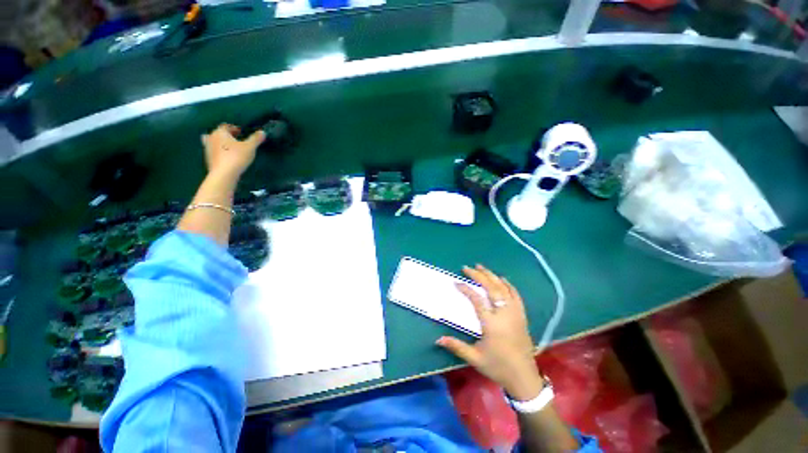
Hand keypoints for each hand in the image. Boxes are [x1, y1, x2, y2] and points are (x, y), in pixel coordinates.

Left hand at [201, 124, 265, 177]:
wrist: (224, 174)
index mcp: (220, 132)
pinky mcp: (208, 158)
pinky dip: (220, 152)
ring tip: (232, 149)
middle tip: (237, 140)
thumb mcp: (250, 147)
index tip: (242, 133)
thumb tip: (262, 132)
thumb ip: (255, 139)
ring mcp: (207, 148)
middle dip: (227, 136)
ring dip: (222, 144)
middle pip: (219, 133)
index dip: (234, 128)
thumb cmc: (236, 157)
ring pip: (214, 142)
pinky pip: (215, 152)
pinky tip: (228, 157)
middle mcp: (211, 137)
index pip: (226, 126)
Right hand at [436, 265, 543, 400]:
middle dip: (478, 276)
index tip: (456, 283)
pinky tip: (501, 278)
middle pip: (491, 288)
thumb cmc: (498, 367)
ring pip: (503, 288)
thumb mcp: (475, 358)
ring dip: (491, 276)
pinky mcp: (522, 316)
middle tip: (467, 268)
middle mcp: (504, 315)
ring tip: (481, 267)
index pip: (477, 300)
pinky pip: (516, 295)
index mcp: (491, 324)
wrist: (524, 377)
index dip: (466, 289)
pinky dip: (508, 285)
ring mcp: (515, 313)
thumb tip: (438, 339)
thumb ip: (456, 346)